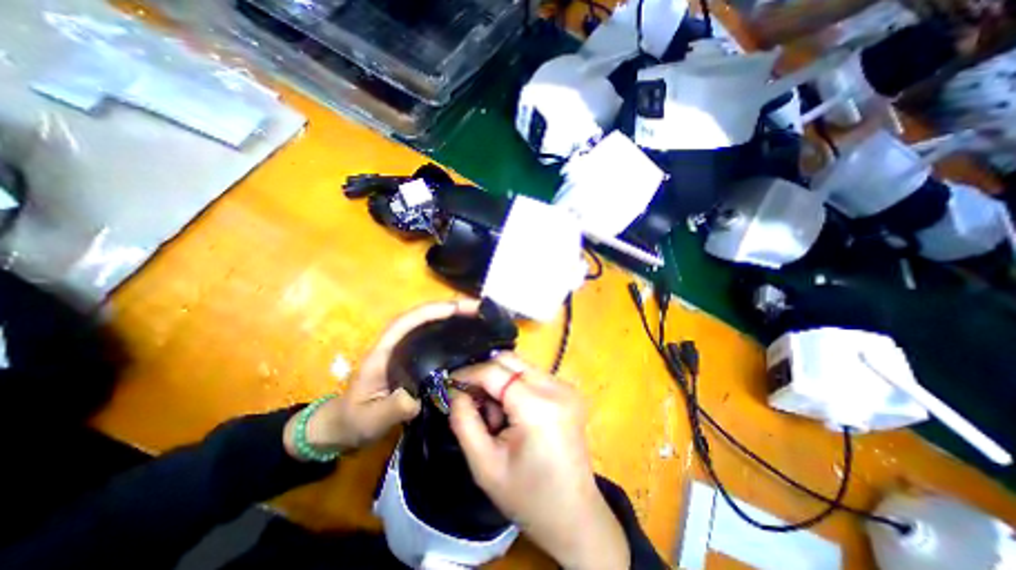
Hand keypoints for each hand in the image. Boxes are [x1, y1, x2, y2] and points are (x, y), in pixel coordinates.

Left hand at [283, 300, 478, 456]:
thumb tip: (420, 397)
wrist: (343, 427)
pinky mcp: (414, 359)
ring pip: (431, 325)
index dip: (434, 310)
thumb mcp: (370, 420)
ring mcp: (406, 350)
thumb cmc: (353, 421)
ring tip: (480, 318)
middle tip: (481, 310)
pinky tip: (469, 338)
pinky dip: (452, 332)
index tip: (461, 308)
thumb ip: (392, 409)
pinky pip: (435, 339)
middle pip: (424, 317)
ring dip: (454, 317)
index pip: (408, 321)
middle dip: (451, 309)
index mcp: (384, 351)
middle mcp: (397, 344)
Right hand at [449, 353, 628, 567]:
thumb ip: (464, 422)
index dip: (467, 373)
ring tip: (496, 417)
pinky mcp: (568, 390)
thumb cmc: (528, 497)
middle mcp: (555, 387)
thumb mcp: (484, 466)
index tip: (449, 383)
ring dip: (500, 382)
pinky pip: (532, 375)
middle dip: (485, 375)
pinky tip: (514, 414)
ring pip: (519, 365)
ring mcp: (565, 386)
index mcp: (537, 406)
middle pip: (509, 359)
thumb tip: (455, 392)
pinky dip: (515, 386)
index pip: (494, 371)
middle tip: (472, 401)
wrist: (575, 515)